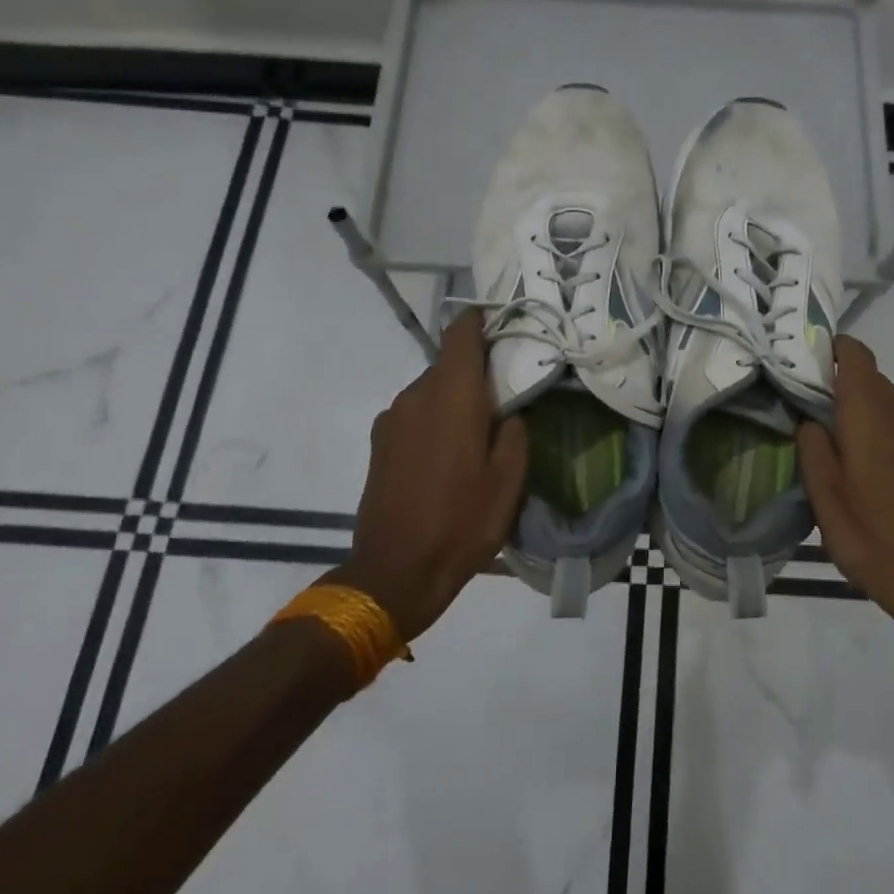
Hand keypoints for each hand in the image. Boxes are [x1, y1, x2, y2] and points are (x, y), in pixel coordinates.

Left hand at [329, 312, 527, 642]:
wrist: (395, 572)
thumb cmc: (462, 522)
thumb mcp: (509, 479)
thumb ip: (514, 431)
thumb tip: (509, 410)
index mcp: (452, 395)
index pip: (461, 334)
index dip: (481, 321)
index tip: (504, 324)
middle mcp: (416, 395)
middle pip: (448, 363)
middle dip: (477, 370)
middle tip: (506, 392)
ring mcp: (392, 419)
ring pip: (431, 390)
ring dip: (455, 398)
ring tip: (479, 430)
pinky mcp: (379, 443)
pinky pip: (414, 413)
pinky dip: (435, 419)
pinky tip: (449, 454)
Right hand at [798, 336, 893, 659]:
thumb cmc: (874, 537)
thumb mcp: (825, 496)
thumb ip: (811, 447)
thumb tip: (809, 420)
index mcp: (871, 411)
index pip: (853, 352)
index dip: (827, 350)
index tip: (799, 368)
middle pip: (866, 378)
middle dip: (834, 387)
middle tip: (801, 414)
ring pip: (883, 403)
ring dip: (856, 413)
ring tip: (830, 447)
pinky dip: (877, 431)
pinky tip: (862, 470)